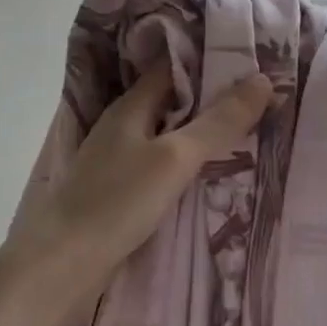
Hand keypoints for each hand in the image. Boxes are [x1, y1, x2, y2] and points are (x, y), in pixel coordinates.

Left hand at [8, 66, 276, 306]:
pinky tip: (210, 176)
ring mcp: (117, 160)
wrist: (63, 264)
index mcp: (130, 106)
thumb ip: (218, 122)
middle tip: (262, 98)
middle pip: (172, 102)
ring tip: (248, 133)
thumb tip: (263, 79)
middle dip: (211, 99)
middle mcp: (122, 126)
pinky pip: (160, 166)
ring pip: (167, 136)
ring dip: (200, 134)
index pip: (172, 68)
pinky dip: (185, 164)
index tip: (251, 61)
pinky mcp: (118, 192)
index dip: (209, 62)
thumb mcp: (175, 157)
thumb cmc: (118, 201)